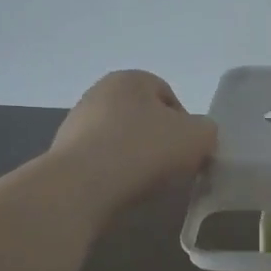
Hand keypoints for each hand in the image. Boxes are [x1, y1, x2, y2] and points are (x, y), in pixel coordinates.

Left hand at [48, 71, 217, 219]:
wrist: (81, 187)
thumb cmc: (143, 150)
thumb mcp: (198, 137)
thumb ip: (207, 131)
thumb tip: (197, 137)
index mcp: (130, 79)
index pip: (168, 96)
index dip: (185, 124)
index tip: (189, 150)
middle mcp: (99, 93)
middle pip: (144, 118)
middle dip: (159, 141)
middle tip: (172, 167)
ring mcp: (76, 124)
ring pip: (122, 140)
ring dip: (136, 158)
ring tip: (146, 183)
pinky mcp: (63, 155)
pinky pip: (101, 162)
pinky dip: (114, 174)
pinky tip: (121, 191)